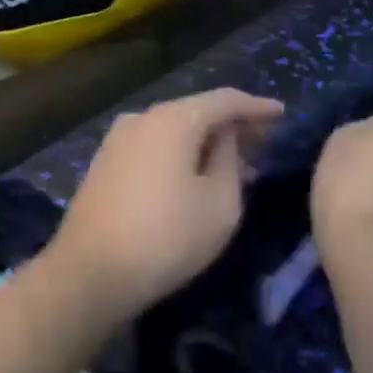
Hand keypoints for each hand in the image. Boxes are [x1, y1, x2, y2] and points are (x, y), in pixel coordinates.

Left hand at [45, 88, 283, 326]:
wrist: (91, 272)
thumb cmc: (167, 238)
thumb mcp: (219, 203)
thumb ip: (229, 160)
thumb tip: (224, 137)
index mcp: (172, 120)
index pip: (224, 100)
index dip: (256, 106)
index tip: (282, 114)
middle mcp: (140, 119)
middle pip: (194, 112)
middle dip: (230, 125)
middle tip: (262, 141)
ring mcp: (116, 141)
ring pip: (170, 131)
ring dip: (203, 142)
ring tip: (233, 163)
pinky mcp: (103, 164)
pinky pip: (151, 148)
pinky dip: (177, 154)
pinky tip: (193, 175)